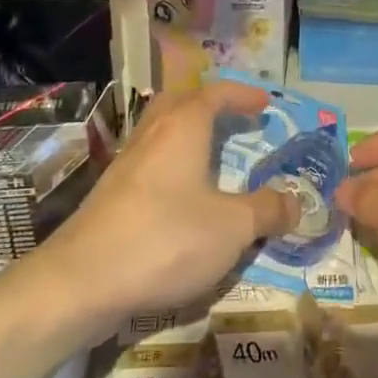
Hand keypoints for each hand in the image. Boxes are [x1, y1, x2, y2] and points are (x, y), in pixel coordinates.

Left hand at [41, 81, 298, 327]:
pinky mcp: (109, 197)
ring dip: (186, 136)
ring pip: (158, 133)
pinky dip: (170, 167)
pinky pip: (148, 164)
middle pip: (178, 103)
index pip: (215, 94)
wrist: (80, 283)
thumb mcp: (232, 228)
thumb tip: (297, 202)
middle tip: (231, 119)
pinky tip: (181, 198)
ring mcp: (125, 165)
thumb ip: (267, 210)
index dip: (242, 95)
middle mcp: (151, 136)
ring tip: (210, 158)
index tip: (265, 104)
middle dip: (207, 106)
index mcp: (182, 128)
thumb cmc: (165, 240)